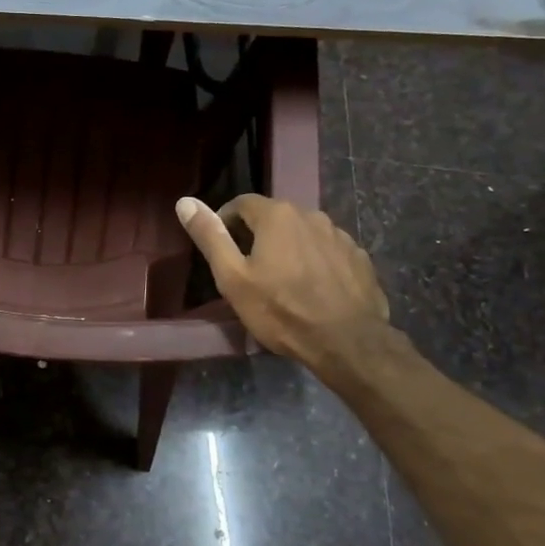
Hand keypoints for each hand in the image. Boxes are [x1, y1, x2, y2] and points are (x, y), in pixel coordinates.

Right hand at [175, 193, 393, 385]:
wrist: (348, 343)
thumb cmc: (281, 310)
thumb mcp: (232, 277)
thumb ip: (210, 237)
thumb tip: (184, 202)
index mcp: (277, 215)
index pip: (241, 202)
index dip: (225, 221)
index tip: (221, 247)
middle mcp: (311, 215)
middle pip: (274, 217)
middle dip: (257, 235)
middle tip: (247, 268)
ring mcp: (340, 236)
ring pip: (303, 233)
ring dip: (288, 248)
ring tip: (282, 280)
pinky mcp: (360, 258)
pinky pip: (327, 251)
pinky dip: (315, 262)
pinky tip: (312, 289)